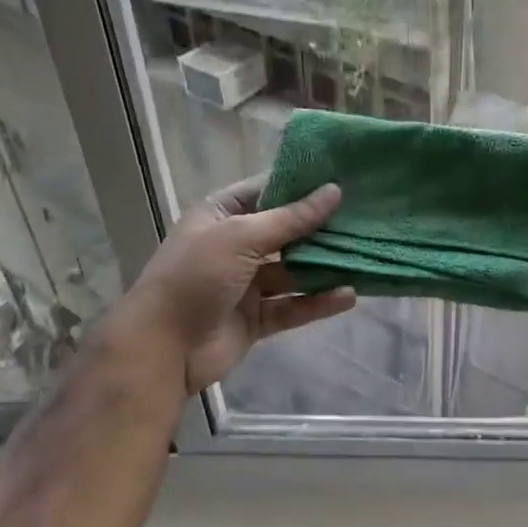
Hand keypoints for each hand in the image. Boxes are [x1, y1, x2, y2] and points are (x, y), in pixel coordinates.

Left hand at [110, 177, 355, 395]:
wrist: (163, 347)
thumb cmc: (196, 277)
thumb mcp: (242, 237)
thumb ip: (292, 218)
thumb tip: (334, 191)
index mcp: (222, 215)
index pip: (267, 190)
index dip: (301, 184)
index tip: (342, 178)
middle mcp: (235, 245)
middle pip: (286, 231)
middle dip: (321, 227)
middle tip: (364, 218)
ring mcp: (246, 283)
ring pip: (294, 270)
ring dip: (324, 266)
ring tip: (363, 256)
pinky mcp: (256, 317)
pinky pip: (293, 305)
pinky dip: (318, 302)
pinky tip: (348, 296)